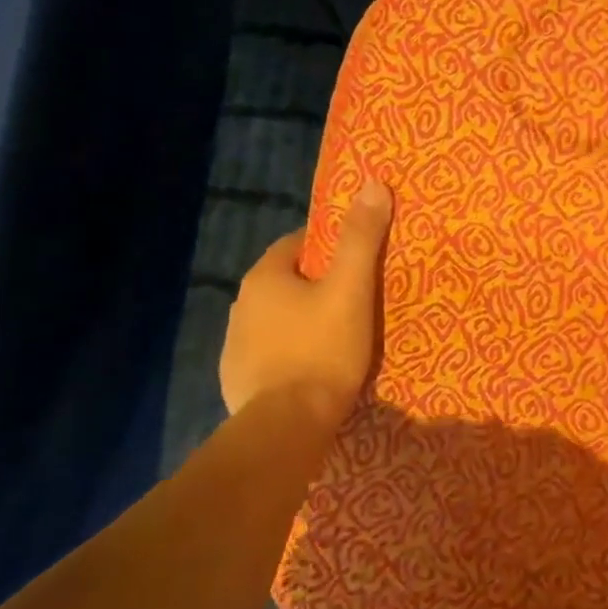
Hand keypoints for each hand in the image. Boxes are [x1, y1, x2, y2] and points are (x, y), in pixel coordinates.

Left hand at [219, 180, 392, 426]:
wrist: (286, 425)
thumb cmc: (322, 349)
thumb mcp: (352, 289)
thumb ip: (362, 237)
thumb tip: (373, 182)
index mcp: (265, 277)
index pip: (298, 243)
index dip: (331, 247)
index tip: (358, 261)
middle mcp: (241, 304)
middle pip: (287, 281)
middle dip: (318, 284)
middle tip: (356, 298)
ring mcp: (234, 345)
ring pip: (277, 317)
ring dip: (302, 319)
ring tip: (339, 335)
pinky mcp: (237, 379)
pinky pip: (269, 352)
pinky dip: (290, 352)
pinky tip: (313, 367)